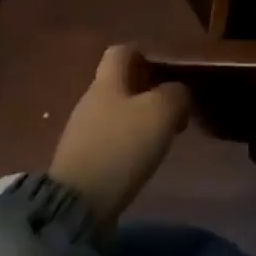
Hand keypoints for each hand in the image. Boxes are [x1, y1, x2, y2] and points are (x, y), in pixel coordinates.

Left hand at [48, 45, 191, 228]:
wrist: (78, 204)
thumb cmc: (122, 146)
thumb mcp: (162, 111)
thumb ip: (176, 93)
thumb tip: (177, 93)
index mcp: (107, 82)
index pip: (121, 51)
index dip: (144, 54)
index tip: (166, 69)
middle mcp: (90, 101)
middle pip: (119, 84)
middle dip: (147, 90)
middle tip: (173, 107)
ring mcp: (82, 133)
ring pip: (116, 112)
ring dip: (140, 118)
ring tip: (162, 135)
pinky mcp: (82, 161)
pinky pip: (110, 139)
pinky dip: (128, 143)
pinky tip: (142, 157)